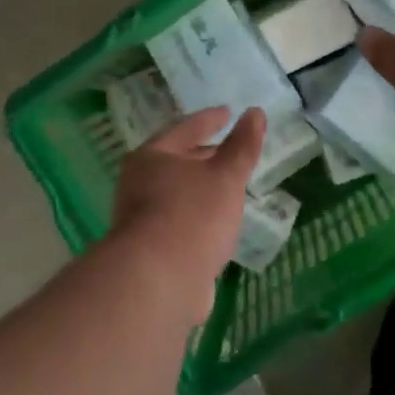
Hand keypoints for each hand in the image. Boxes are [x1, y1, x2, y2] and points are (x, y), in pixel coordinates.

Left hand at [107, 107, 264, 319]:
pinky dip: (199, 217)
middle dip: (204, 155)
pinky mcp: (151, 250)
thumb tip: (255, 112)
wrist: (159, 281)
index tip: (229, 112)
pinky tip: (218, 225)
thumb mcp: (225, 176)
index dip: (210, 119)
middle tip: (231, 151)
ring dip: (202, 189)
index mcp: (151, 157)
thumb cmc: (192, 215)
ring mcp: (142, 219)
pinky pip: (180, 222)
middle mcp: (139, 183)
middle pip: (177, 161)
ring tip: (230, 187)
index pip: (185, 128)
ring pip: (178, 194)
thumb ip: (242, 146)